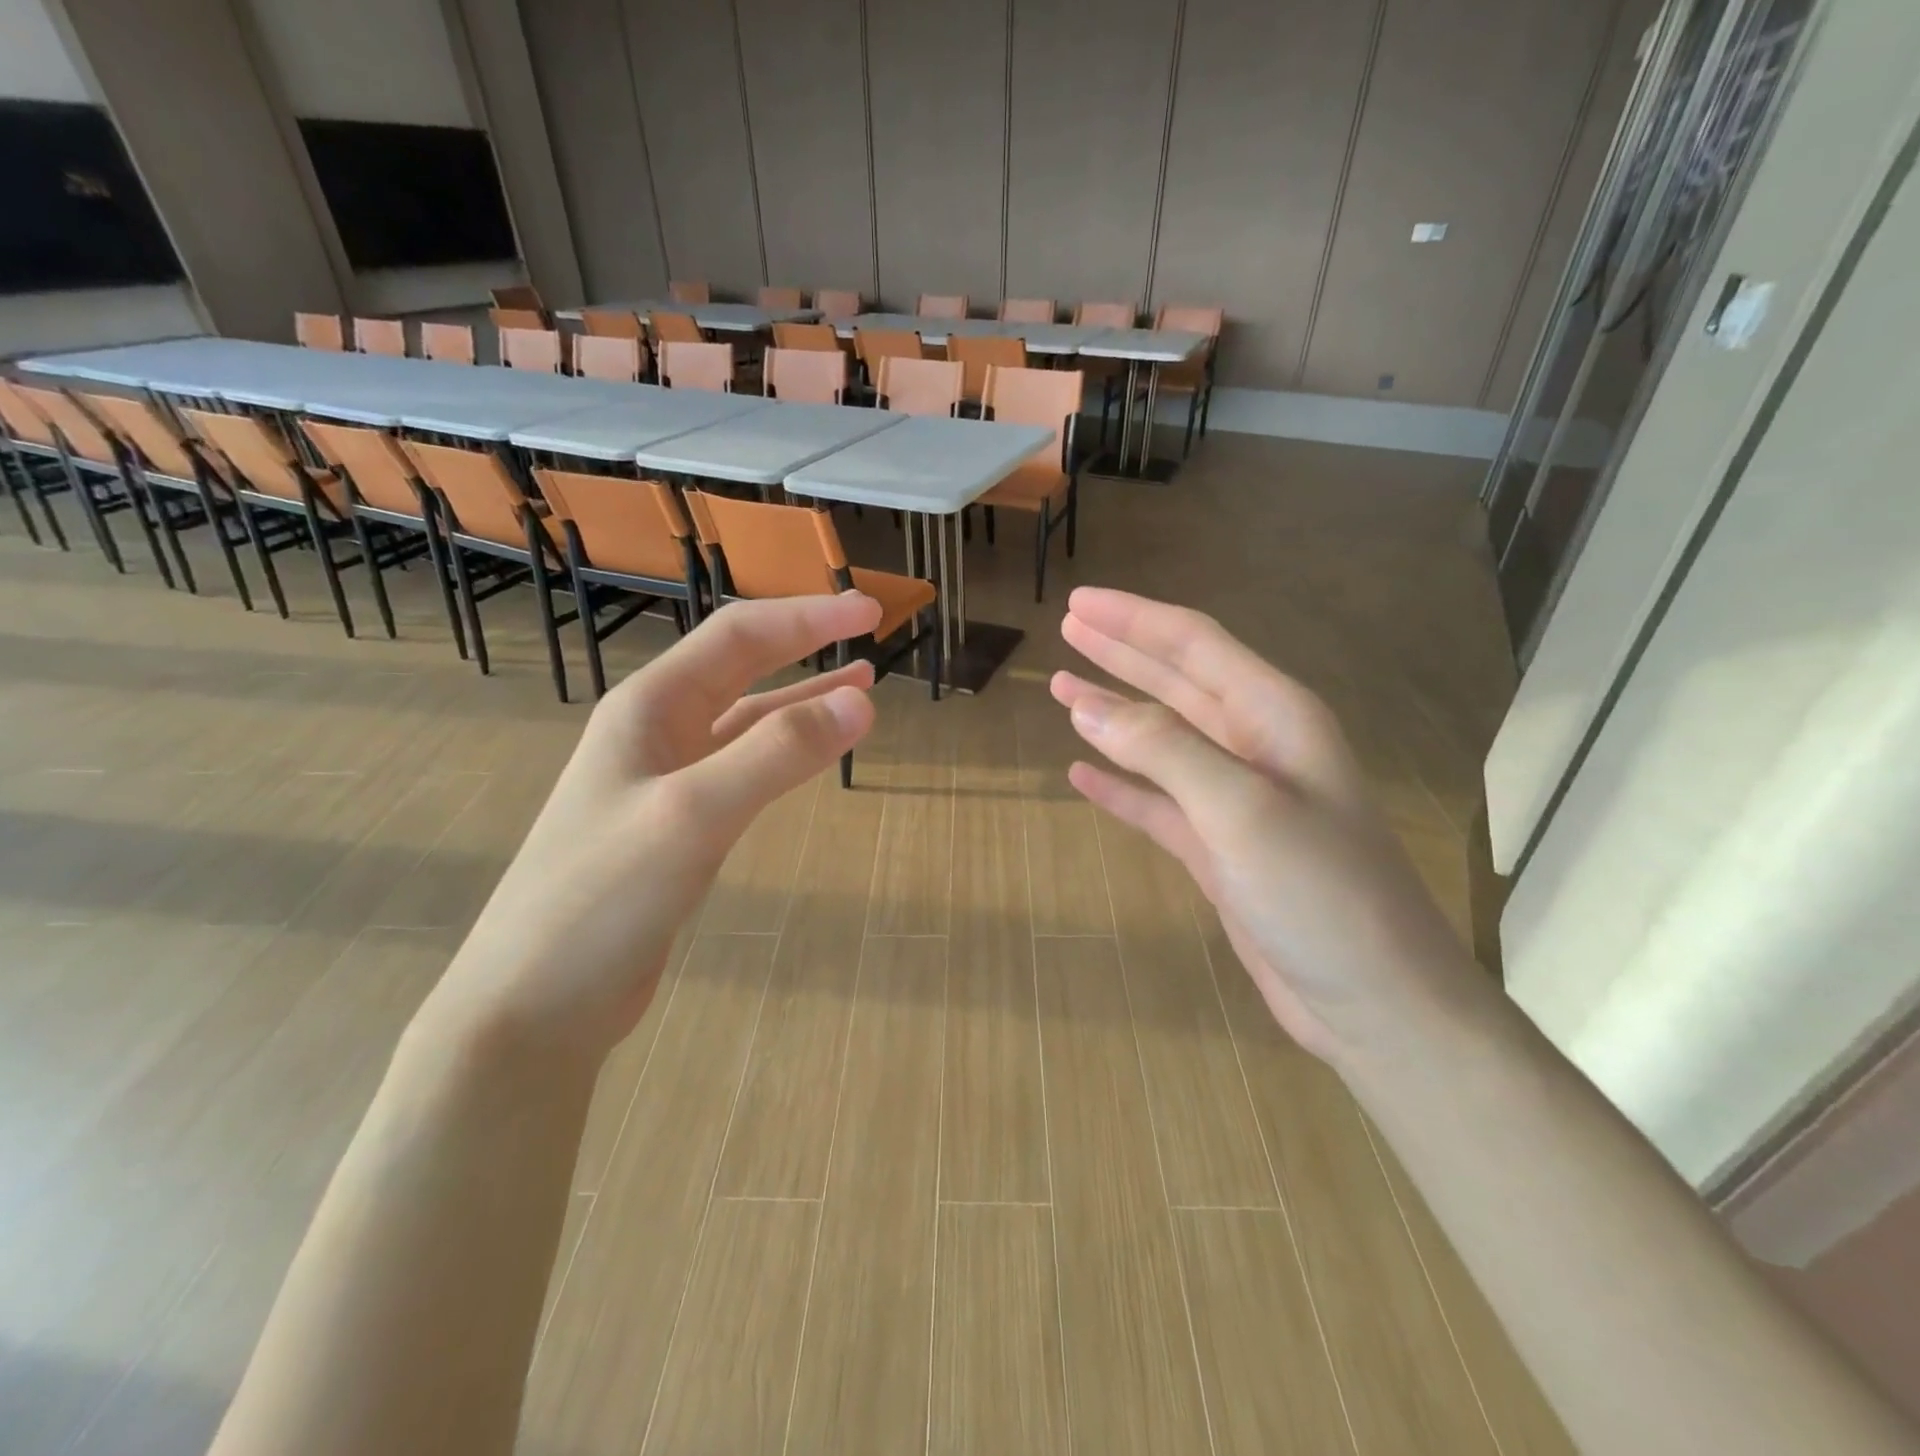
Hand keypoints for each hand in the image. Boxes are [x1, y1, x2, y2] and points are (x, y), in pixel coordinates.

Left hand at [425, 592, 881, 1059]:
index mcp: (649, 707)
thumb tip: (862, 700)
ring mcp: (666, 780)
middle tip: (869, 634)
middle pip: (742, 667)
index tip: (870, 610)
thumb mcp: (694, 814)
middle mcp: (656, 731)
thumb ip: (778, 754)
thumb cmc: (602, 899)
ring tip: (860, 686)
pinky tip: (811, 754)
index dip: (807, 617)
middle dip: (806, 645)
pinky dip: (785, 753)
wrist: (535, 1003)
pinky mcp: (679, 826)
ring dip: (802, 699)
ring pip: (748, 721)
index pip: (740, 636)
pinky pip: (744, 769)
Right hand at [1052, 587, 1478, 1064]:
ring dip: (1114, 712)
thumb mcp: (1243, 811)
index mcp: (1275, 718)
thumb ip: (1166, 751)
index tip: (1078, 603)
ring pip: (1162, 740)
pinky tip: (1082, 774)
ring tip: (1063, 689)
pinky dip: (1120, 786)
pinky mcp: (1219, 848)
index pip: (1194, 646)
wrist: (1374, 1002)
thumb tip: (1089, 707)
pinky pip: (1157, 802)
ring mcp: (1236, 800)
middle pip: (1177, 682)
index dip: (1134, 620)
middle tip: (1067, 626)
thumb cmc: (1321, 895)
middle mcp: (1256, 747)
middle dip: (1122, 652)